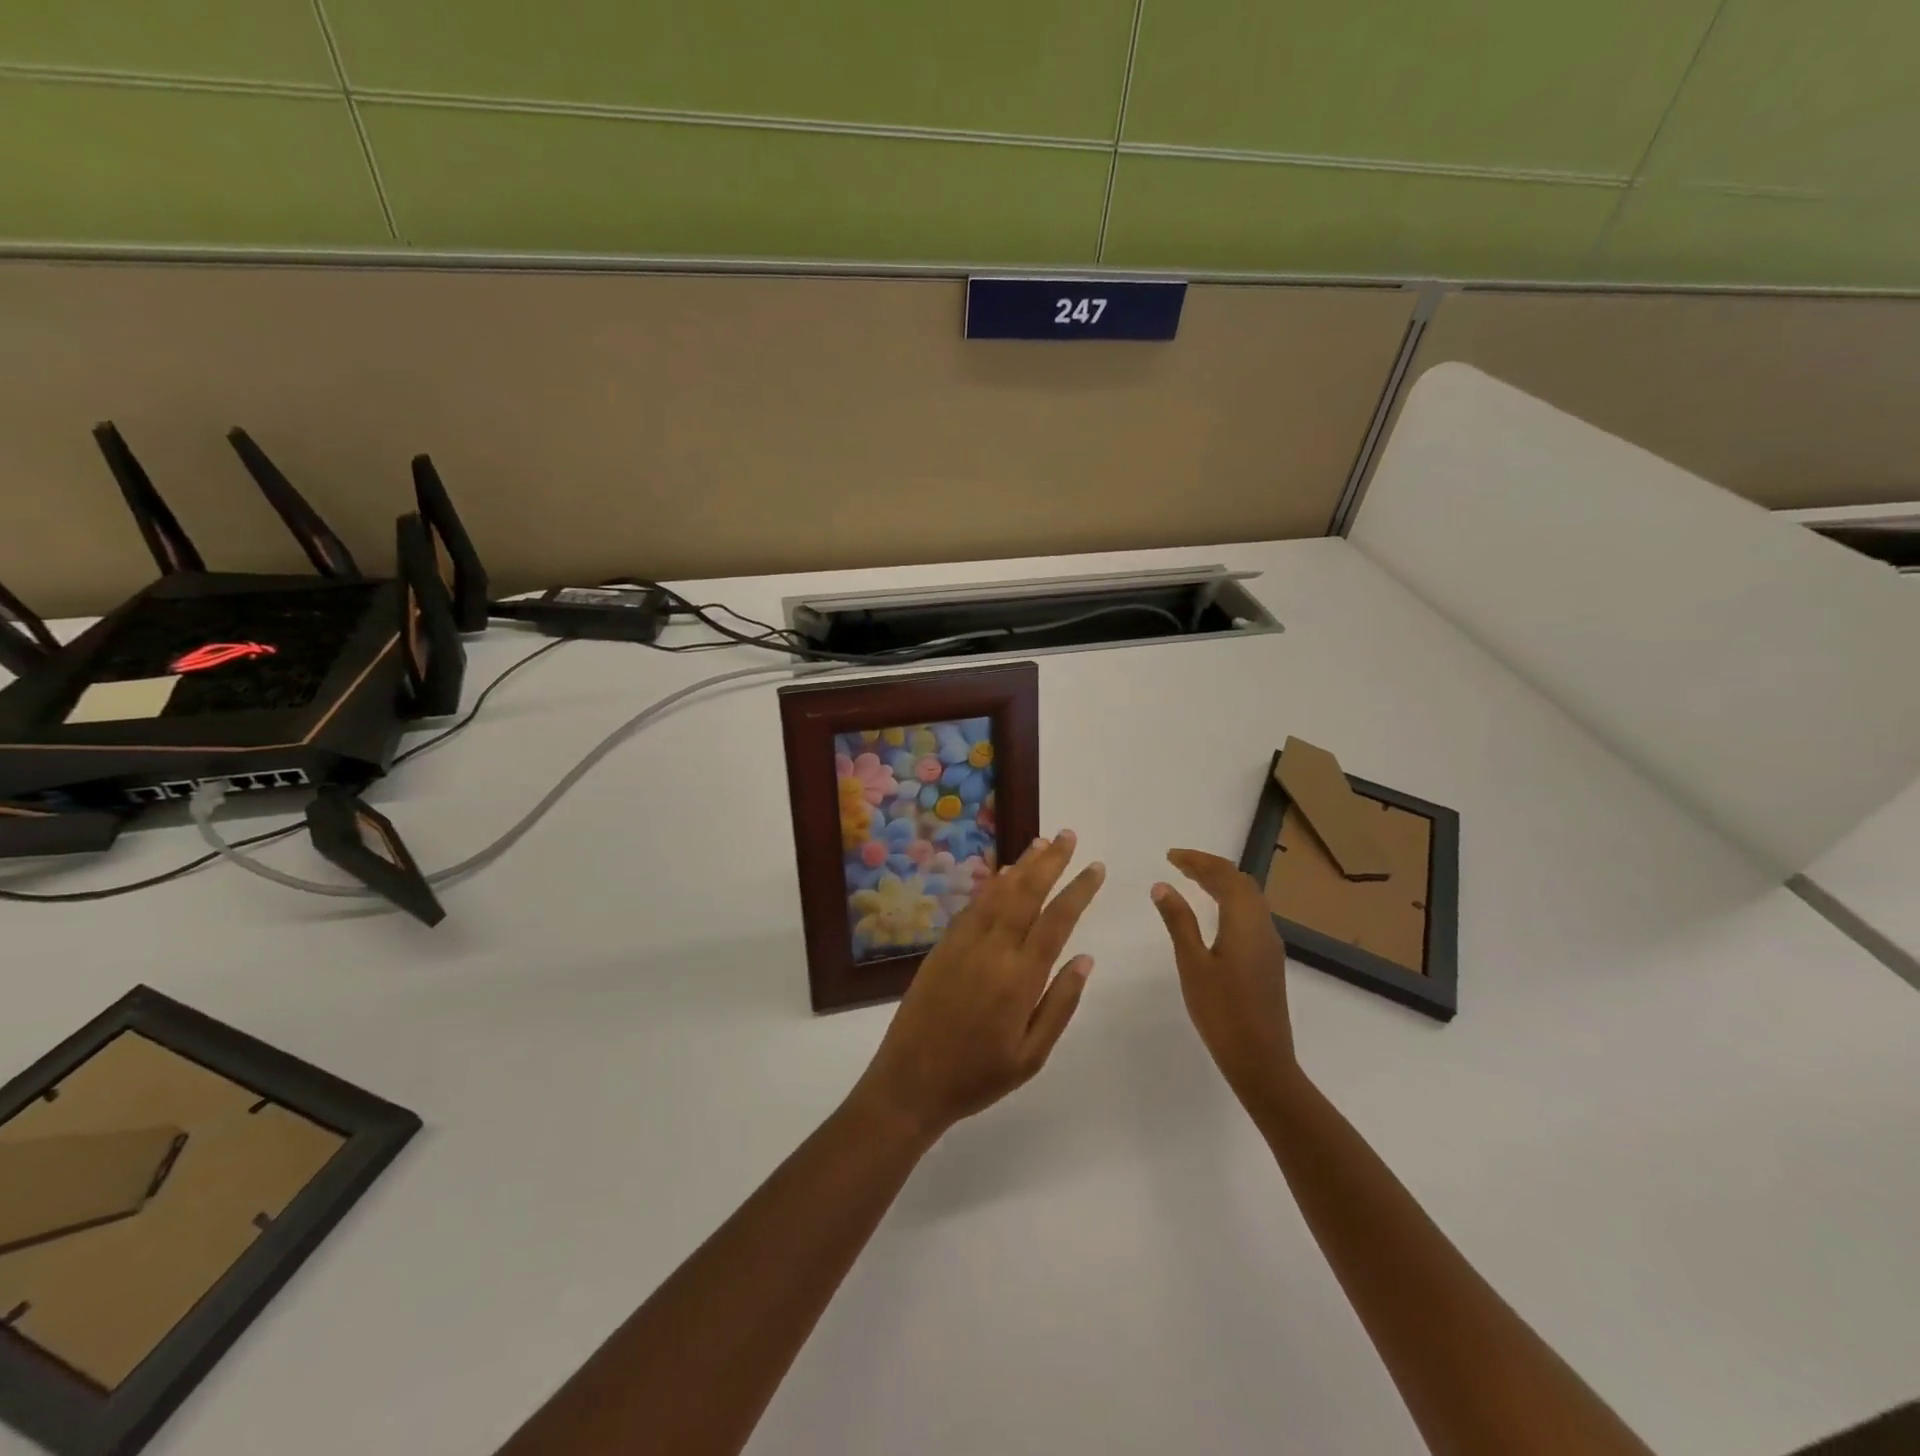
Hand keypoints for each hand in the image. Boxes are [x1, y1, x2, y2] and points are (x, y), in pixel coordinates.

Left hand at [854, 831, 1105, 1141]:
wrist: (910, 1082)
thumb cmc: (978, 1077)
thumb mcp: (1031, 1056)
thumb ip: (1060, 1005)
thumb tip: (1084, 958)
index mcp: (1020, 978)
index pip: (1056, 921)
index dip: (1078, 890)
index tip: (1095, 867)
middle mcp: (992, 951)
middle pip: (1026, 894)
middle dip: (1050, 862)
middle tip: (1068, 836)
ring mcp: (963, 944)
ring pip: (998, 894)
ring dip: (1021, 866)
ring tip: (1041, 843)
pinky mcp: (943, 947)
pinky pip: (973, 907)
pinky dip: (991, 886)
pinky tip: (1002, 876)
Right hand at [1151, 849, 1298, 1110]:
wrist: (1261, 1060)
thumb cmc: (1222, 1011)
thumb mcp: (1192, 964)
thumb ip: (1179, 922)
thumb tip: (1163, 886)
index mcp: (1244, 921)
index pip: (1224, 875)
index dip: (1198, 861)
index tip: (1170, 856)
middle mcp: (1263, 926)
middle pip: (1241, 882)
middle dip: (1211, 868)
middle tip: (1179, 864)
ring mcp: (1269, 944)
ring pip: (1249, 898)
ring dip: (1222, 883)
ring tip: (1192, 882)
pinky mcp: (1268, 960)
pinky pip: (1250, 915)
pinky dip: (1230, 902)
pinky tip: (1213, 914)